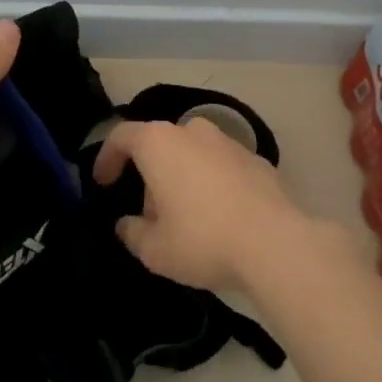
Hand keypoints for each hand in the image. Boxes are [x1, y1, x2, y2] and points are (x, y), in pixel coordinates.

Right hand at [91, 116, 318, 293]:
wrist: (278, 244)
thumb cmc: (203, 239)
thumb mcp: (154, 250)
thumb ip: (132, 233)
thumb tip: (127, 225)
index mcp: (160, 143)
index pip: (122, 136)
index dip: (107, 158)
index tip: (103, 183)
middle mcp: (193, 131)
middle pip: (160, 146)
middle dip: (150, 177)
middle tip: (150, 215)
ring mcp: (230, 142)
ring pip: (193, 154)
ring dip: (183, 179)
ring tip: (187, 219)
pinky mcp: (259, 160)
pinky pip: (222, 167)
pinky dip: (214, 184)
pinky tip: (221, 219)